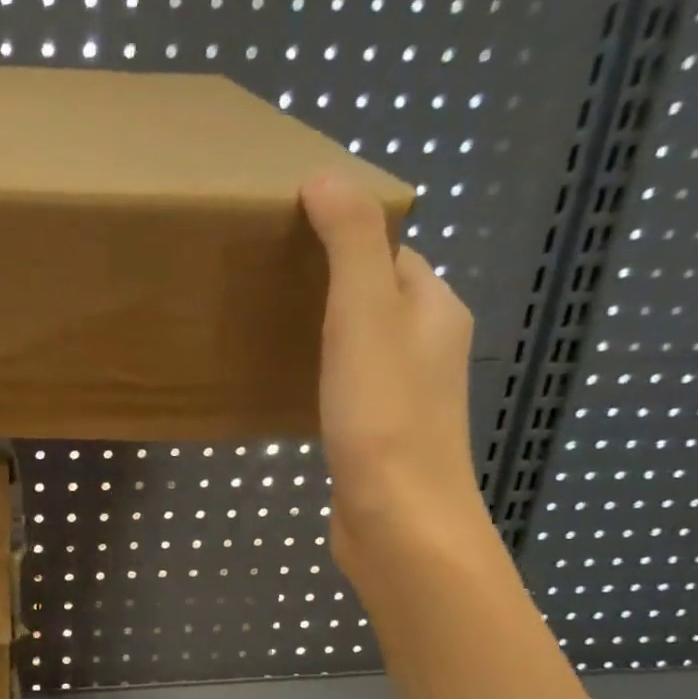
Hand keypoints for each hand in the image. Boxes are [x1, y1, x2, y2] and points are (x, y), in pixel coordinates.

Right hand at [301, 173, 489, 580]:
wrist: (398, 522)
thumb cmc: (383, 417)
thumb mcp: (364, 316)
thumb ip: (350, 245)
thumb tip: (326, 176)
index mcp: (433, 309)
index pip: (392, 251)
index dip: (345, 235)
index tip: (287, 235)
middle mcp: (427, 348)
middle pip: (376, 297)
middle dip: (327, 285)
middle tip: (265, 283)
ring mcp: (404, 397)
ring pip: (360, 346)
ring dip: (322, 333)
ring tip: (266, 329)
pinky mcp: (377, 437)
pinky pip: (348, 389)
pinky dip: (320, 378)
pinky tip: (285, 389)